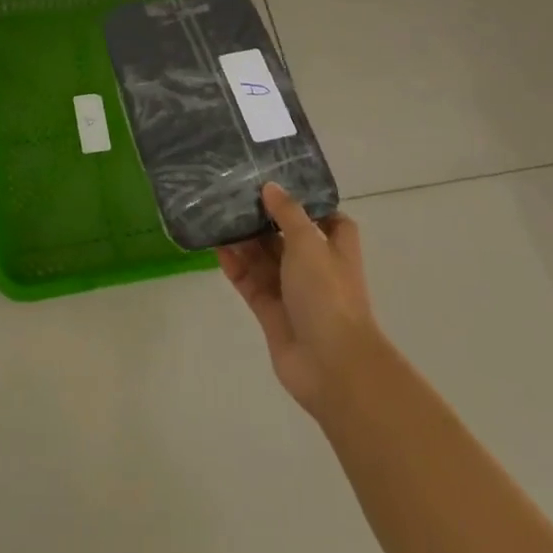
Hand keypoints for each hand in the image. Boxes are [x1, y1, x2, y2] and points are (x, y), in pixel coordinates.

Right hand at [218, 183, 384, 418]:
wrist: (331, 365)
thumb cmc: (328, 294)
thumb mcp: (309, 243)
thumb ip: (288, 213)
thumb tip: (271, 187)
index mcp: (335, 250)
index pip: (328, 220)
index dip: (310, 204)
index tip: (282, 186)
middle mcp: (315, 269)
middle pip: (287, 238)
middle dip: (264, 219)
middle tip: (234, 195)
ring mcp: (292, 293)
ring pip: (265, 260)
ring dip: (245, 241)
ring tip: (219, 216)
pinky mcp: (271, 313)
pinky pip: (250, 283)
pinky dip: (235, 267)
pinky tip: (217, 248)